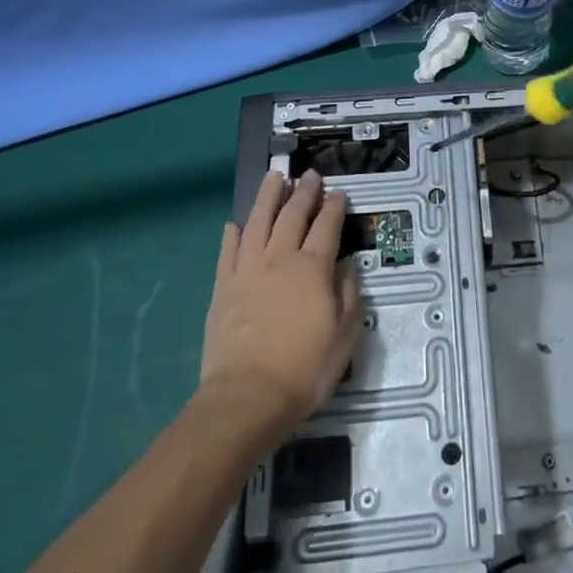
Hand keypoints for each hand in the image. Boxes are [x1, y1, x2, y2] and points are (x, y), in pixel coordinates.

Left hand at [199, 169, 361, 439]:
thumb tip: (345, 266)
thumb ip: (349, 293)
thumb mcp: (346, 334)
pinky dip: (232, 234)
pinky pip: (227, 252)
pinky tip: (235, 224)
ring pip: (258, 223)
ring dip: (267, 198)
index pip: (327, 226)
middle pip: (292, 216)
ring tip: (273, 178)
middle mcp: (280, 259)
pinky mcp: (223, 289)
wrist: (247, 397)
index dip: (334, 207)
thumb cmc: (305, 368)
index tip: (339, 192)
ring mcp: (247, 271)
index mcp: (313, 268)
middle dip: (303, 192)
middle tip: (310, 175)